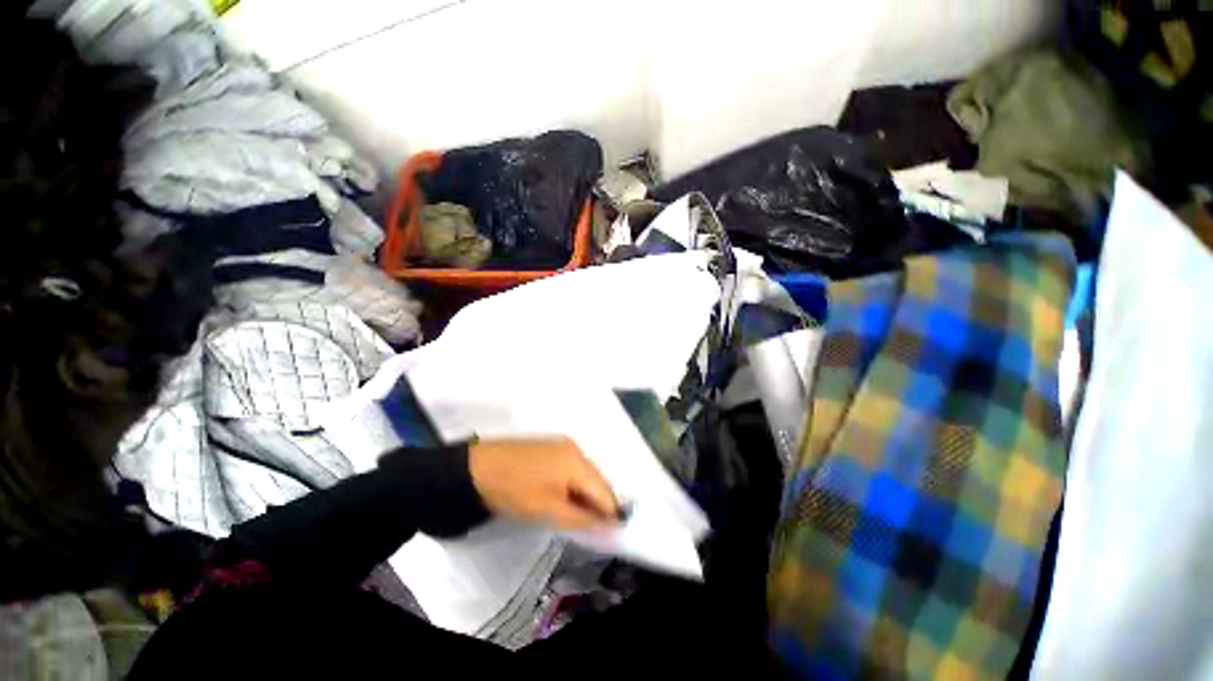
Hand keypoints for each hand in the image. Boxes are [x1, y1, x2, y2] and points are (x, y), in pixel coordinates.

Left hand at [469, 437, 618, 530]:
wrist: (476, 468)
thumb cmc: (514, 490)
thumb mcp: (548, 510)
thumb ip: (582, 519)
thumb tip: (609, 526)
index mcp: (578, 461)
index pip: (605, 490)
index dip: (610, 514)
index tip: (610, 534)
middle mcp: (575, 448)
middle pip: (597, 480)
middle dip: (598, 503)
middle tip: (591, 527)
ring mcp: (562, 444)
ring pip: (584, 473)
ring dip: (585, 494)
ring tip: (576, 515)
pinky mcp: (550, 446)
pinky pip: (571, 467)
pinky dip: (573, 484)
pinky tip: (563, 497)